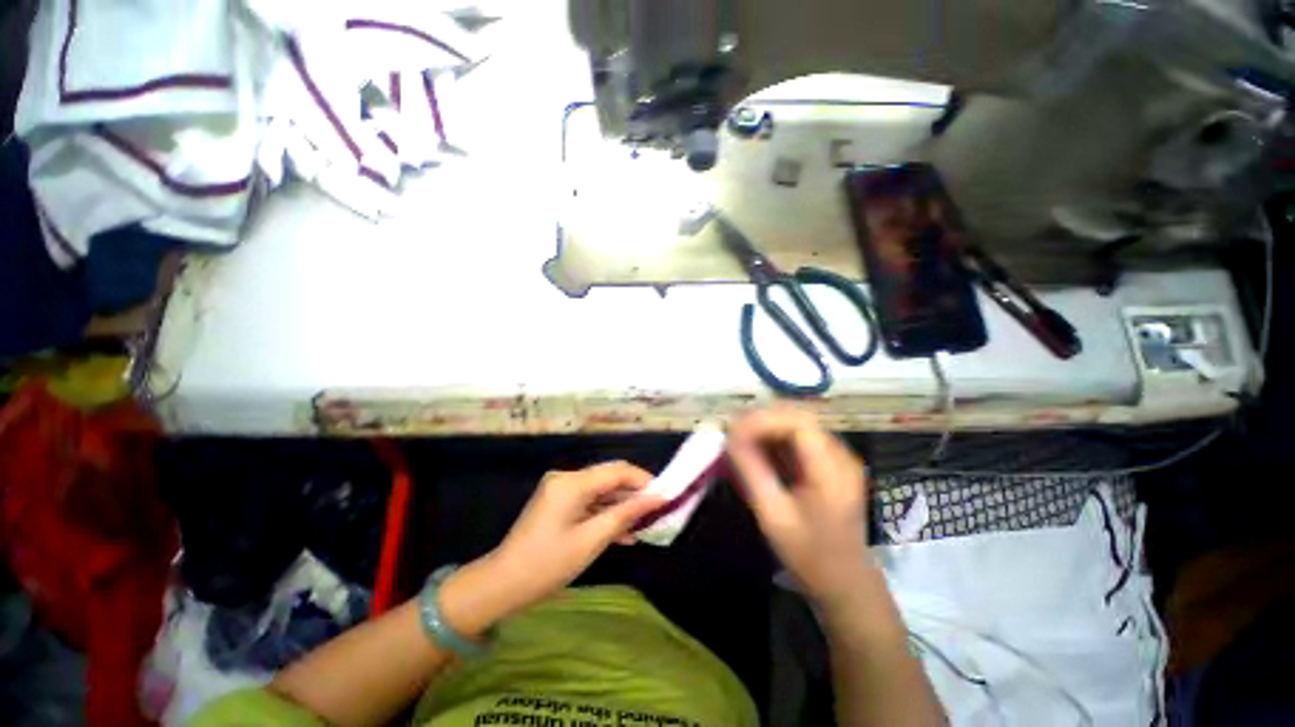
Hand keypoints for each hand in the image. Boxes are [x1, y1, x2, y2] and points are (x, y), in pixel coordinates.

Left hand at [489, 462, 664, 608]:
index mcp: (572, 482)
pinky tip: (622, 534)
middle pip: (609, 478)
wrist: (502, 585)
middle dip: (634, 493)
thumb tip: (657, 498)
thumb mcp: (591, 540)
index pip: (617, 470)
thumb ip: (625, 514)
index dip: (643, 480)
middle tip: (656, 512)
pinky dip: (605, 514)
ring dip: (621, 506)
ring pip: (601, 491)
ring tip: (643, 526)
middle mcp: (566, 478)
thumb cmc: (547, 564)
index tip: (665, 496)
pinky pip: (588, 502)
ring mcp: (560, 490)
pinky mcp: (558, 502)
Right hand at [728, 409, 873, 609]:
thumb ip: (751, 471)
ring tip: (740, 440)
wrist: (845, 582)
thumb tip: (730, 437)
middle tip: (732, 433)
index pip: (799, 423)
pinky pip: (800, 438)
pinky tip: (758, 450)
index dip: (764, 419)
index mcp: (833, 470)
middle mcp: (841, 455)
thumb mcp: (773, 515)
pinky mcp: (831, 462)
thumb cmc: (809, 554)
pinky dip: (775, 438)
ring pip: (798, 423)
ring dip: (767, 426)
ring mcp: (838, 457)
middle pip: (798, 417)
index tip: (734, 431)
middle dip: (762, 419)